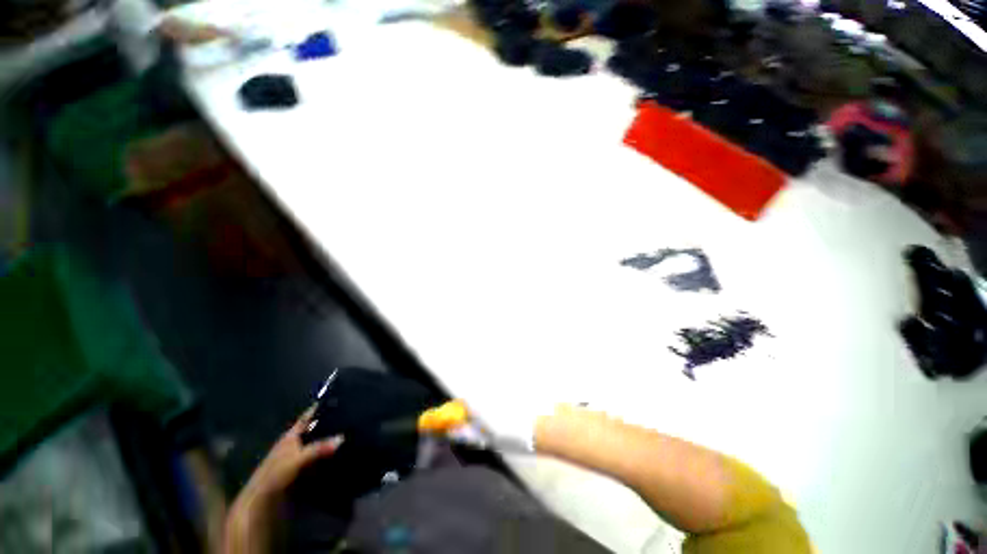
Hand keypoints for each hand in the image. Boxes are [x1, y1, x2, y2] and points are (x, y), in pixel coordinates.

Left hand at [242, 407, 342, 502]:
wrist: (261, 501)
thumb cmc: (276, 474)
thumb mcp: (298, 459)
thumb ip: (319, 448)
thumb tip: (342, 437)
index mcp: (290, 436)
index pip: (306, 417)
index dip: (318, 408)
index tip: (336, 399)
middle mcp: (294, 444)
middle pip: (313, 430)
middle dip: (328, 425)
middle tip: (348, 418)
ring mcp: (296, 458)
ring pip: (315, 445)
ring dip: (328, 442)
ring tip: (348, 435)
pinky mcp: (299, 471)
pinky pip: (316, 459)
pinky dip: (325, 456)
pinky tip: (338, 456)